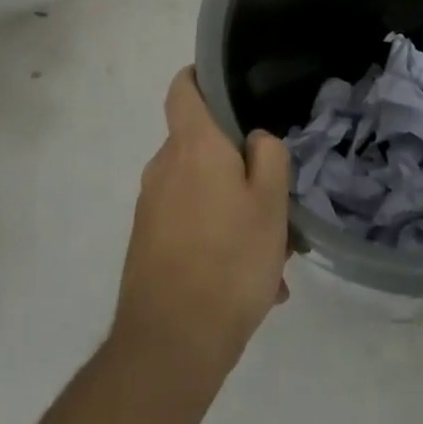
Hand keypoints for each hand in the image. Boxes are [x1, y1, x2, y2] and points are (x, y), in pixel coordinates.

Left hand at [112, 69, 291, 379]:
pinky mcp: (147, 243)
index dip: (201, 77)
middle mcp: (163, 167)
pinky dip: (218, 236)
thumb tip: (254, 140)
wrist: (170, 346)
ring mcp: (150, 207)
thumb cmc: (230, 261)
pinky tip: (251, 281)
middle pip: (201, 144)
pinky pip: (189, 222)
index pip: (183, 88)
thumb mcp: (271, 202)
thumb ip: (269, 155)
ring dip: (234, 208)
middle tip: (275, 195)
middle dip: (238, 163)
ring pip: (201, 189)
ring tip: (271, 253)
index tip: (229, 86)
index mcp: (193, 146)